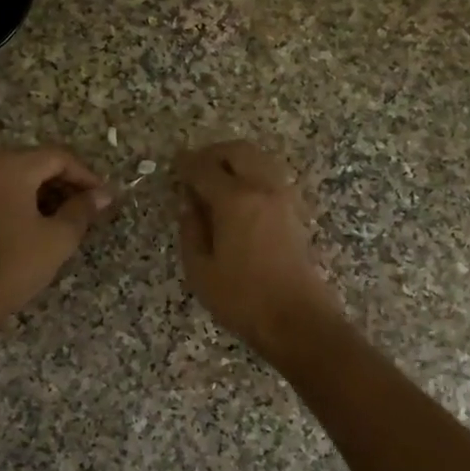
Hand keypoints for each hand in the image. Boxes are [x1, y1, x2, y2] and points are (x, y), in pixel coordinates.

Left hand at [0, 148, 111, 322]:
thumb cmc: (15, 264)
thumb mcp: (59, 237)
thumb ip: (83, 209)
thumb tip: (104, 194)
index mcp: (11, 166)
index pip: (58, 157)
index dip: (86, 176)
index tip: (104, 198)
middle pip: (37, 162)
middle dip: (66, 183)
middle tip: (89, 208)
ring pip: (20, 175)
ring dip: (46, 191)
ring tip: (69, 217)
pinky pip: (2, 187)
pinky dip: (24, 198)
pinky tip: (41, 221)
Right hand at [174, 140, 342, 357]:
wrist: (296, 319)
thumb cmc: (242, 298)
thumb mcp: (200, 270)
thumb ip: (190, 230)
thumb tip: (188, 205)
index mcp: (235, 199)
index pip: (204, 168)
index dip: (184, 165)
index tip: (172, 167)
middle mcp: (262, 188)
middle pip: (237, 151)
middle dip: (212, 154)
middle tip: (193, 169)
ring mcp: (284, 197)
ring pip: (259, 159)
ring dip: (235, 161)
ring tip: (215, 181)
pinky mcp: (296, 211)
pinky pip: (271, 176)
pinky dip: (252, 174)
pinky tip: (238, 196)